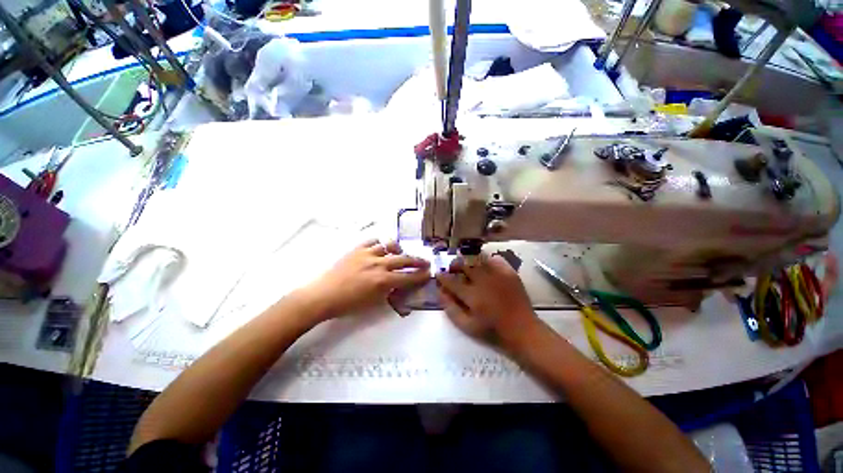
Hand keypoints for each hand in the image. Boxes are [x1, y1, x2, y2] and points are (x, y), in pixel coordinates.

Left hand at [303, 239, 429, 319]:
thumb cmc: (348, 305)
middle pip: (403, 259)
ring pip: (389, 246)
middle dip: (417, 261)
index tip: (428, 274)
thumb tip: (398, 285)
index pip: (408, 277)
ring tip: (400, 252)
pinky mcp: (357, 249)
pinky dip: (379, 243)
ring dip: (398, 249)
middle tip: (425, 261)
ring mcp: (367, 254)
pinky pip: (372, 241)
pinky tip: (380, 247)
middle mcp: (378, 264)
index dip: (420, 276)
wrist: (322, 295)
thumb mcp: (373, 303)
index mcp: (383, 280)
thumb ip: (388, 291)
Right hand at [435, 253, 538, 348]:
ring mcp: (497, 275)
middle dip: (455, 265)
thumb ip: (451, 308)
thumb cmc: (492, 330)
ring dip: (469, 261)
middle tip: (452, 269)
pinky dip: (487, 260)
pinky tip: (485, 266)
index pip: (451, 281)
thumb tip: (440, 292)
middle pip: (464, 265)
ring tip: (467, 266)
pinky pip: (495, 259)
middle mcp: (483, 281)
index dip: (442, 276)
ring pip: (478, 260)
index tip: (438, 274)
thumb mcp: (467, 326)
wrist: (522, 330)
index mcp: (472, 295)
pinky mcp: (509, 273)